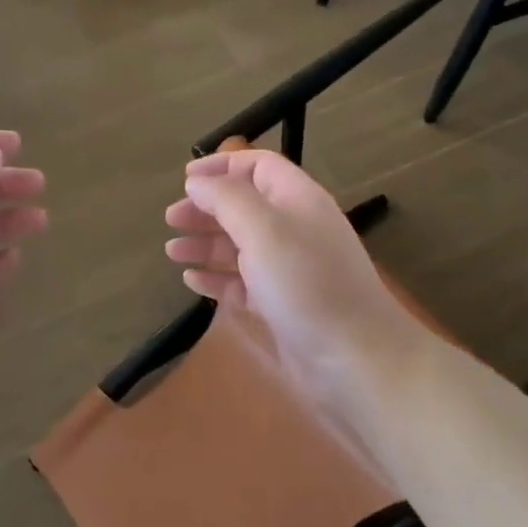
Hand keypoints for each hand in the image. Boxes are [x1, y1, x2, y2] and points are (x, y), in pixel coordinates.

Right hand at [164, 150, 420, 427]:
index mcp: (297, 200)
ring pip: (239, 245)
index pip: (258, 166)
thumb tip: (197, 181)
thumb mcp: (263, 229)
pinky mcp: (280, 305)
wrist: (356, 361)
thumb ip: (226, 198)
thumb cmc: (306, 284)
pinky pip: (241, 283)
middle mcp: (294, 229)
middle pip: (243, 205)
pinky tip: (192, 281)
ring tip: (172, 252)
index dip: (221, 165)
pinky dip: (216, 277)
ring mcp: (288, 269)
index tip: (185, 178)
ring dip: (205, 243)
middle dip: (206, 208)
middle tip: (170, 219)